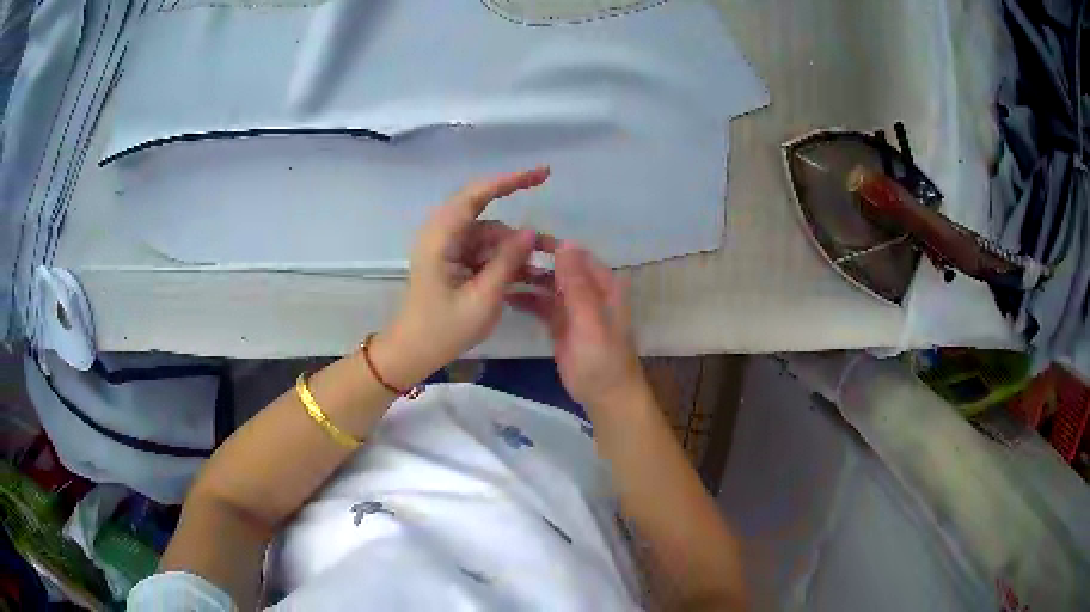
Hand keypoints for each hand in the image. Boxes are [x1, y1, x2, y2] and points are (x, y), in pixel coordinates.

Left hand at [374, 167, 554, 387]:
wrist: (414, 352)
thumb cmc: (443, 330)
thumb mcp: (482, 299)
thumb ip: (507, 261)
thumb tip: (530, 230)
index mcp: (440, 238)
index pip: (475, 195)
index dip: (509, 181)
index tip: (542, 174)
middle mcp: (442, 234)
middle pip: (485, 211)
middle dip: (517, 216)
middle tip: (549, 225)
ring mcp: (447, 246)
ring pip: (489, 234)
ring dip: (514, 247)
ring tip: (546, 266)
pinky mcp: (453, 259)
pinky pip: (484, 249)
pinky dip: (505, 259)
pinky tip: (528, 274)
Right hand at [508, 242, 645, 407]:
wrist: (605, 396)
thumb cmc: (602, 359)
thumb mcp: (590, 321)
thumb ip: (578, 285)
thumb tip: (565, 244)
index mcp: (603, 284)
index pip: (573, 253)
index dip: (548, 245)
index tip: (517, 239)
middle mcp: (588, 290)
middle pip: (557, 267)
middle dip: (532, 261)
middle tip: (499, 258)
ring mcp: (573, 307)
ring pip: (547, 284)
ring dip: (526, 279)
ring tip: (496, 276)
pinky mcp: (560, 324)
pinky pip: (541, 304)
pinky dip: (526, 300)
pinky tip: (505, 297)